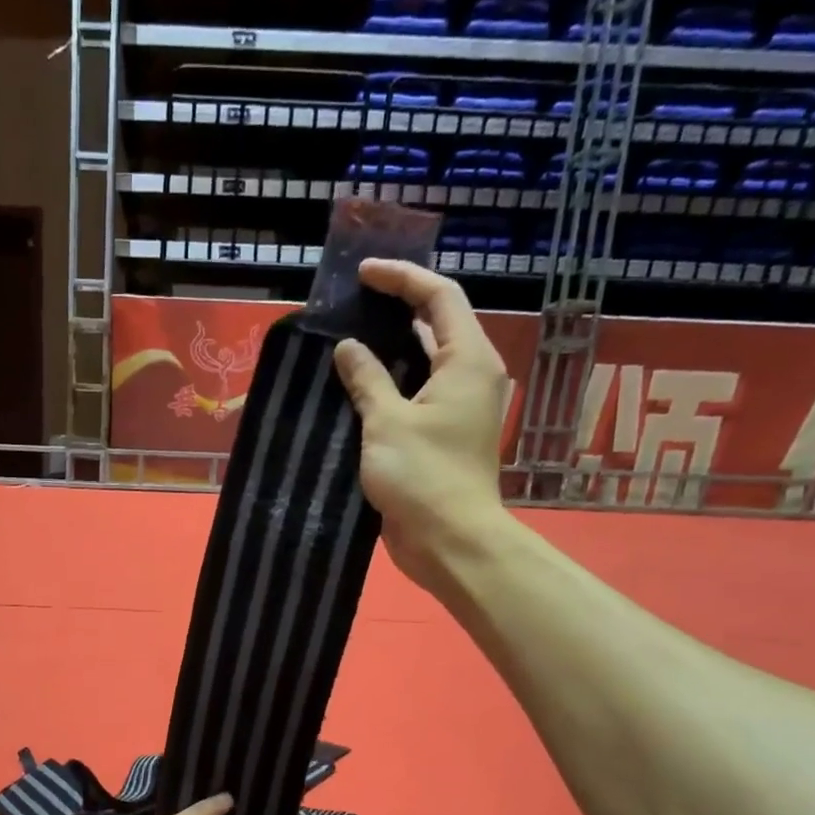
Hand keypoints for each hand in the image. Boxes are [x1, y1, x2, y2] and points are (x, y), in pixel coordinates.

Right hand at [332, 258, 513, 593]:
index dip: (402, 278)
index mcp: (467, 361)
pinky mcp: (439, 437)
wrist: (449, 541)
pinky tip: (354, 389)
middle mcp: (468, 377)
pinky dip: (387, 386)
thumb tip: (347, 347)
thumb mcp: (387, 422)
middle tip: (352, 303)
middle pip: (436, 325)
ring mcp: (455, 409)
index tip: (363, 273)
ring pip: (422, 364)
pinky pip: (413, 397)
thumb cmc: (423, 476)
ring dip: (388, 351)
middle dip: (396, 309)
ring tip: (345, 340)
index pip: (440, 297)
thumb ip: (367, 379)